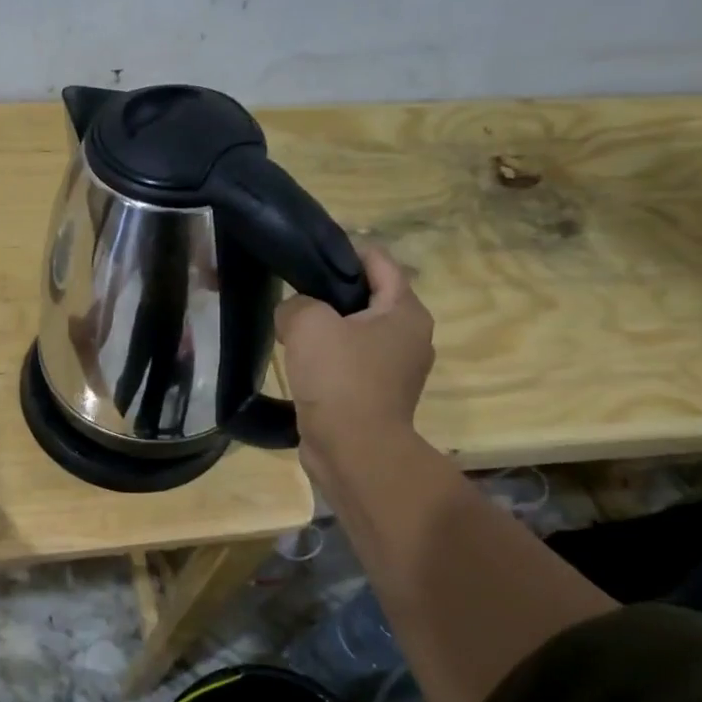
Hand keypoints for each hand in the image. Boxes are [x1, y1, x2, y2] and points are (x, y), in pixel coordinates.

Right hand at [275, 245, 433, 456]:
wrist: (354, 450)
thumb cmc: (340, 378)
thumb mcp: (308, 324)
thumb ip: (295, 304)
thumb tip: (293, 313)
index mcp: (405, 312)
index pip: (379, 261)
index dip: (343, 251)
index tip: (307, 256)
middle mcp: (410, 337)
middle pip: (368, 297)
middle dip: (330, 292)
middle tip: (294, 295)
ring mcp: (396, 370)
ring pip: (356, 332)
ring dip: (327, 328)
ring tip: (291, 330)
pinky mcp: (377, 395)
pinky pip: (350, 362)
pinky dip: (329, 358)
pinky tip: (300, 362)